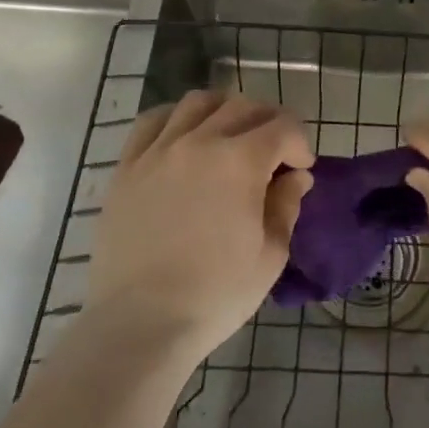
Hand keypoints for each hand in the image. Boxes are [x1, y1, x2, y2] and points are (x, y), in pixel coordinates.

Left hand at [85, 91, 314, 364]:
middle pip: (243, 106)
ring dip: (224, 110)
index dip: (300, 143)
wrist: (139, 325)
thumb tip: (295, 177)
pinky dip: (175, 117)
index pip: (283, 127)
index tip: (301, 168)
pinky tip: (183, 135)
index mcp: (241, 161)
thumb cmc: (214, 295)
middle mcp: (201, 141)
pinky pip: (153, 120)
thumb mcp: (269, 256)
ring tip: (229, 135)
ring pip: (199, 102)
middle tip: (273, 150)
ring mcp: (160, 149)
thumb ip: (286, 206)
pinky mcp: (127, 166)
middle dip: (268, 122)